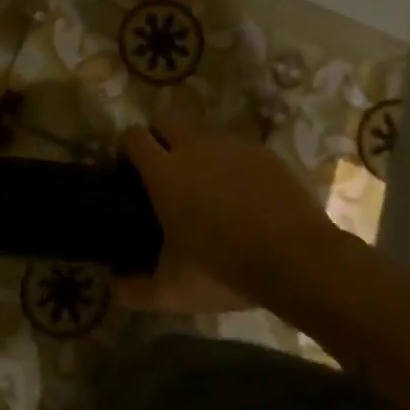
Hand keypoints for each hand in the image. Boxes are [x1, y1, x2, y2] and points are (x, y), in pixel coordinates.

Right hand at [117, 113, 335, 309]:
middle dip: (159, 136)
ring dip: (195, 147)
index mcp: (164, 172)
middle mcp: (194, 147)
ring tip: (205, 183)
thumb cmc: (223, 270)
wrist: (297, 260)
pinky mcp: (264, 152)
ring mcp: (232, 145)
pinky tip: (241, 191)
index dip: (128, 149)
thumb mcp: (172, 292)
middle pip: (165, 118)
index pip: (133, 136)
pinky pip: (236, 145)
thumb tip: (112, 287)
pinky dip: (230, 161)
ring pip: (202, 130)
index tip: (130, 172)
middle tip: (165, 172)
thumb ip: (134, 291)